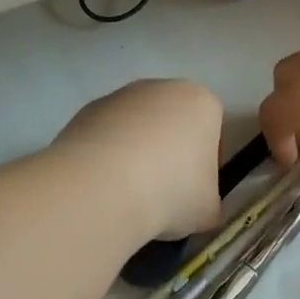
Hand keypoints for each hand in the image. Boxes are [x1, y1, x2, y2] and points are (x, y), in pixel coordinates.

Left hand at [53, 79, 223, 240]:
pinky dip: (106, 155)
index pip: (212, 130)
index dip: (206, 164)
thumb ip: (208, 203)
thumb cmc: (171, 191)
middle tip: (162, 193)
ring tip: (127, 193)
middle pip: (173, 122)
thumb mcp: (207, 210)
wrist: (103, 186)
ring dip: (135, 153)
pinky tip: (102, 185)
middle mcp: (162, 88)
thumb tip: (199, 208)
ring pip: (137, 126)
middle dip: (169, 152)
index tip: (195, 191)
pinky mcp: (87, 109)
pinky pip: (106, 134)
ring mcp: (121, 95)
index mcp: (201, 102)